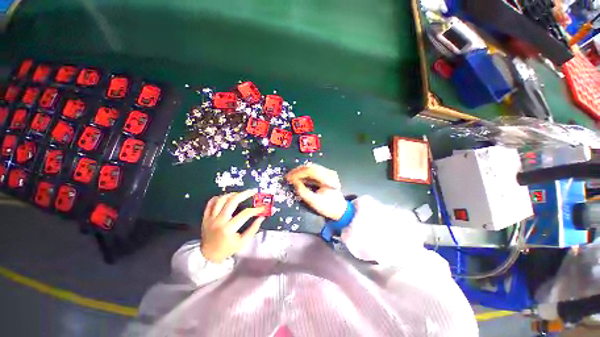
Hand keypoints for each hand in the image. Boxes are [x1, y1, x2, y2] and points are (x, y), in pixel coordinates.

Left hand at [201, 189, 265, 262]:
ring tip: (240, 194)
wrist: (208, 255)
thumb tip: (262, 217)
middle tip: (253, 192)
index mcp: (228, 229)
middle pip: (232, 201)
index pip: (245, 214)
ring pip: (221, 199)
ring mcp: (211, 218)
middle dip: (244, 194)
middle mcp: (219, 221)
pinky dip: (219, 197)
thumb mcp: (242, 242)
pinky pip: (211, 202)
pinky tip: (226, 197)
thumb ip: (253, 228)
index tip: (262, 207)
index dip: (256, 209)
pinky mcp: (205, 217)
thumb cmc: (227, 249)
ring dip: (232, 194)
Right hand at [286, 164, 347, 219]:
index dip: (297, 173)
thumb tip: (294, 183)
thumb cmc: (328, 207)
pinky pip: (313, 171)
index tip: (288, 178)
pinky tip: (299, 178)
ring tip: (292, 177)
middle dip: (297, 171)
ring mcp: (328, 173)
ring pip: (311, 168)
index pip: (310, 171)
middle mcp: (328, 172)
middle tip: (288, 177)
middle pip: (310, 167)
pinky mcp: (326, 175)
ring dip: (300, 172)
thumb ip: (303, 192)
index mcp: (328, 178)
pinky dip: (304, 174)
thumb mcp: (315, 202)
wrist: (340, 210)